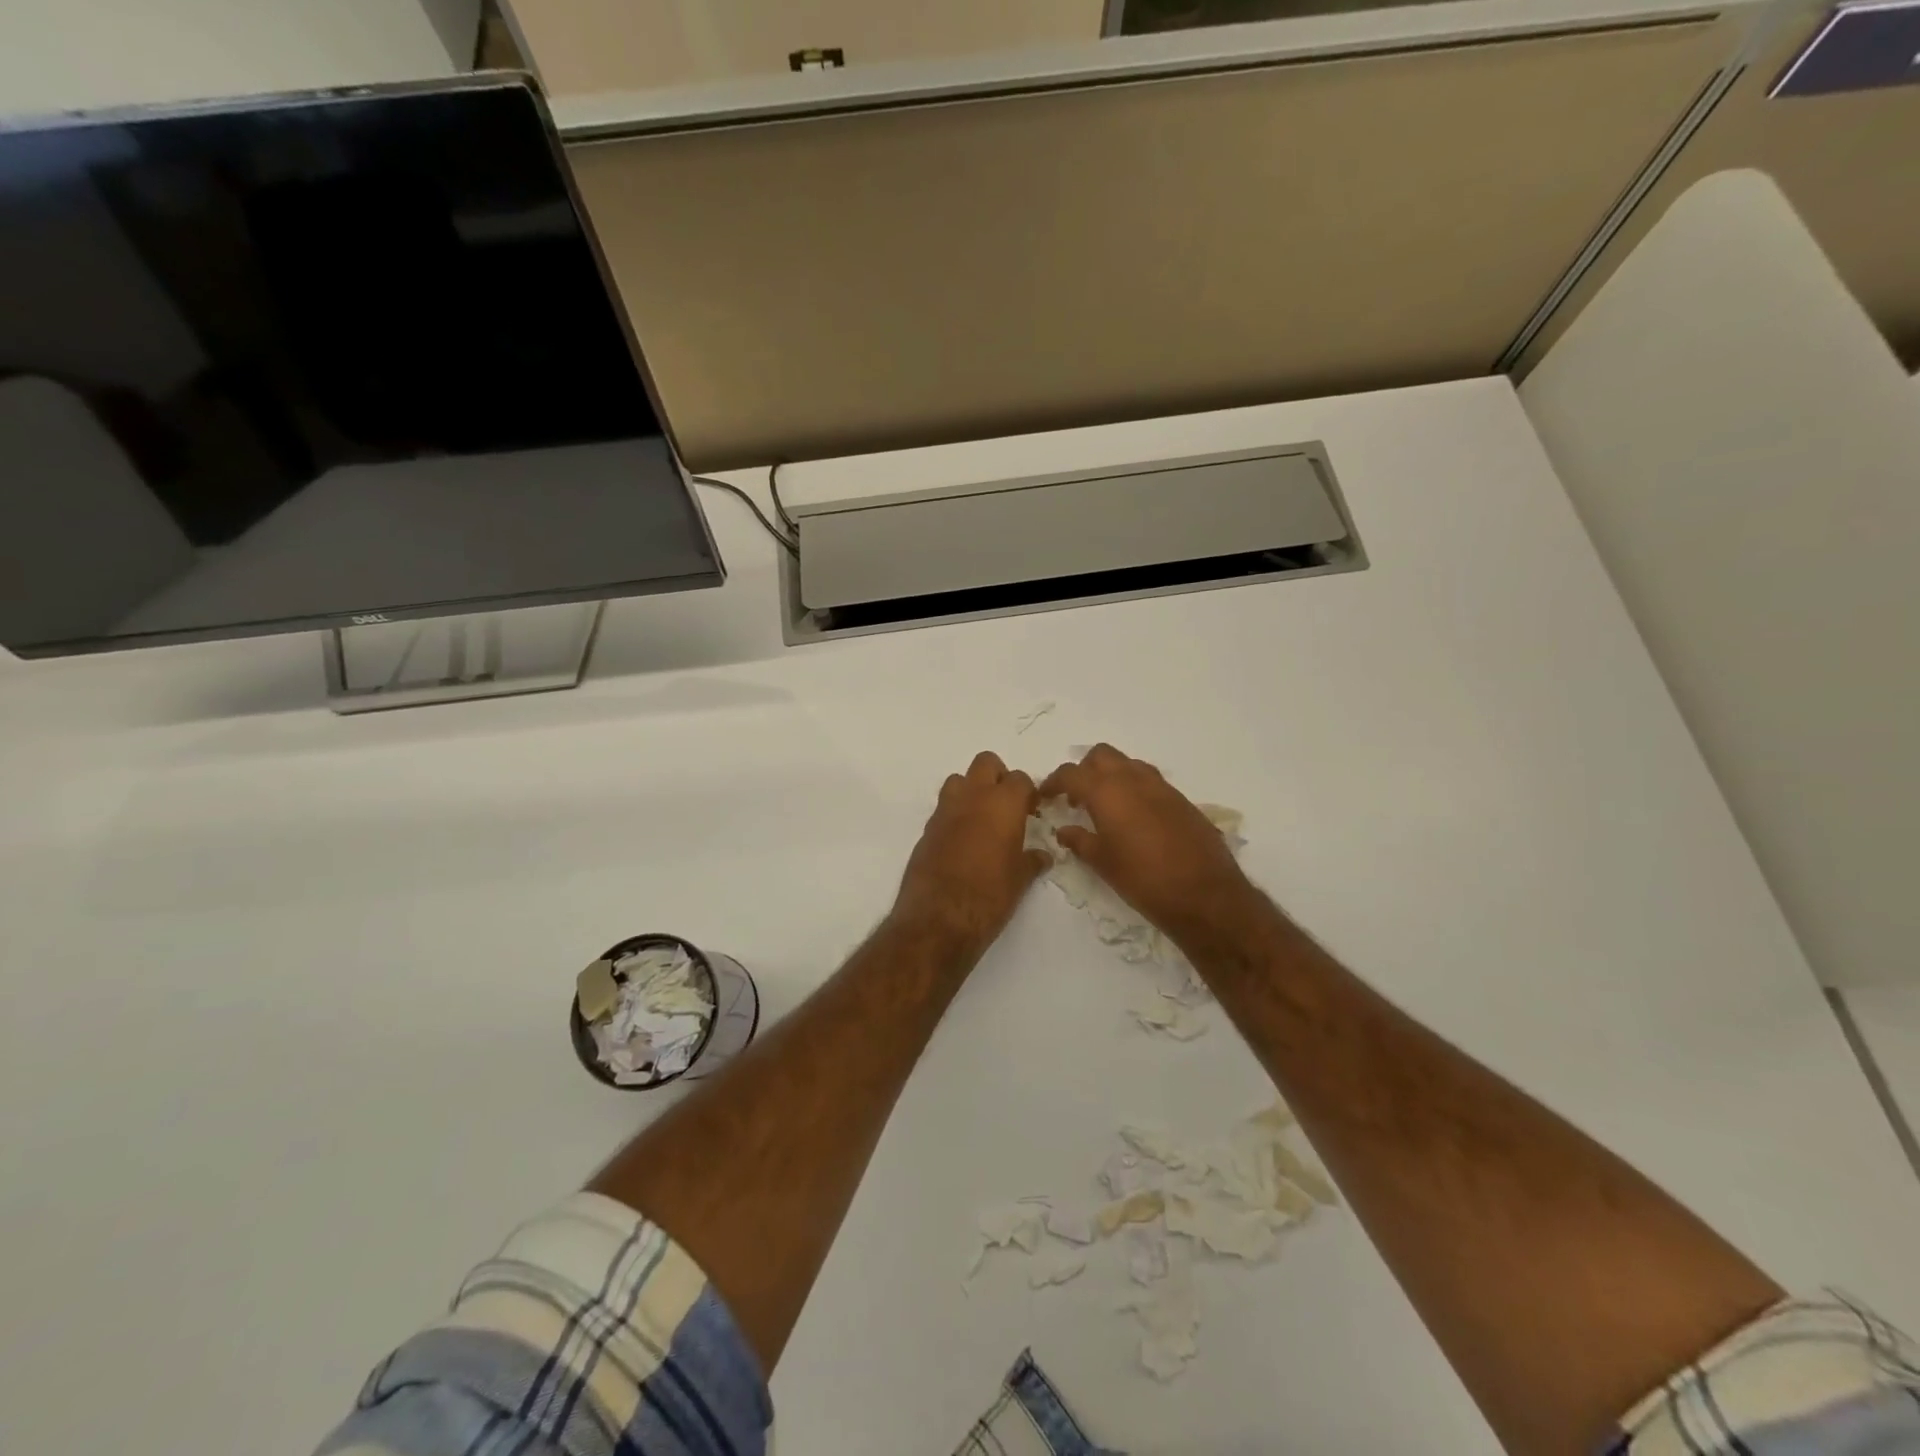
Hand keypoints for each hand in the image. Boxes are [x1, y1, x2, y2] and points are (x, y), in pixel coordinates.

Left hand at [893, 751, 1049, 954]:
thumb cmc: (989, 896)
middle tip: (1007, 806)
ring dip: (971, 791)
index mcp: (1002, 804)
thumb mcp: (1020, 880)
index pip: (1020, 779)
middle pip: (986, 763)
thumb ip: (1032, 861)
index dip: (1028, 793)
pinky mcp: (926, 829)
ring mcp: (945, 811)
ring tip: (982, 820)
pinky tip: (962, 841)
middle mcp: (972, 797)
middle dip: (998, 777)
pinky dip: (955, 815)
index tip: (1032, 811)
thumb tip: (1042, 856)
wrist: (938, 918)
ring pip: (959, 780)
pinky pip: (943, 808)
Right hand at [1039, 744, 1256, 940]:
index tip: (1045, 796)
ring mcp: (1161, 787)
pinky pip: (1149, 781)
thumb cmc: (1142, 879)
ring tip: (1104, 805)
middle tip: (1076, 797)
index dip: (1053, 782)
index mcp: (1107, 792)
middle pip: (1101, 756)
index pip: (1071, 774)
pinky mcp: (1180, 800)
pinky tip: (1133, 817)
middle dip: (1084, 770)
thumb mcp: (1102, 862)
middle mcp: (1133, 780)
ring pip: (1128, 764)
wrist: (1204, 894)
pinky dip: (1134, 788)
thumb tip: (1064, 830)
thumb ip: (1079, 841)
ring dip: (1111, 776)